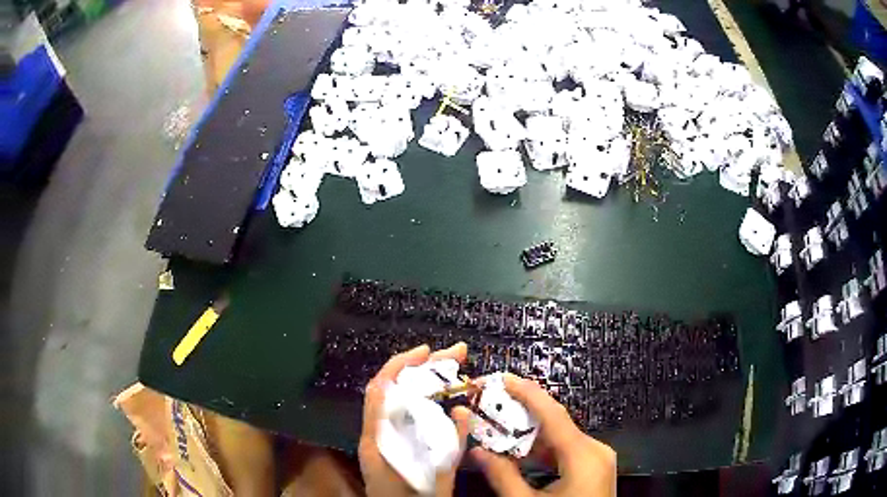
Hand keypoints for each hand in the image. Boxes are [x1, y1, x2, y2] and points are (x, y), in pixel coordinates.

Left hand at [358, 343, 471, 496]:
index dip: (400, 365)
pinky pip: (400, 413)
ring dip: (419, 381)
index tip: (427, 351)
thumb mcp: (436, 477)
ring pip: (395, 399)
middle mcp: (374, 434)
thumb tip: (461, 411)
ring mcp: (378, 438)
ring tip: (449, 367)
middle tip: (455, 354)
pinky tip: (437, 395)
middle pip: (391, 389)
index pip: (380, 390)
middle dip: (420, 367)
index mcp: (378, 439)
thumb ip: (449, 447)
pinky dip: (418, 399)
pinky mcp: (386, 444)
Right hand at [471, 374, 616, 496]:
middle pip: (556, 425)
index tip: (502, 378)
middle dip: (522, 417)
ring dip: (530, 438)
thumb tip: (476, 451)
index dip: (527, 393)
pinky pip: (567, 453)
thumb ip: (502, 476)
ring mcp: (599, 459)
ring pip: (561, 440)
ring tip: (499, 432)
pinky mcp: (595, 469)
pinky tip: (520, 456)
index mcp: (583, 455)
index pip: (553, 414)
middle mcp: (596, 450)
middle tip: (491, 409)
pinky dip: (543, 453)